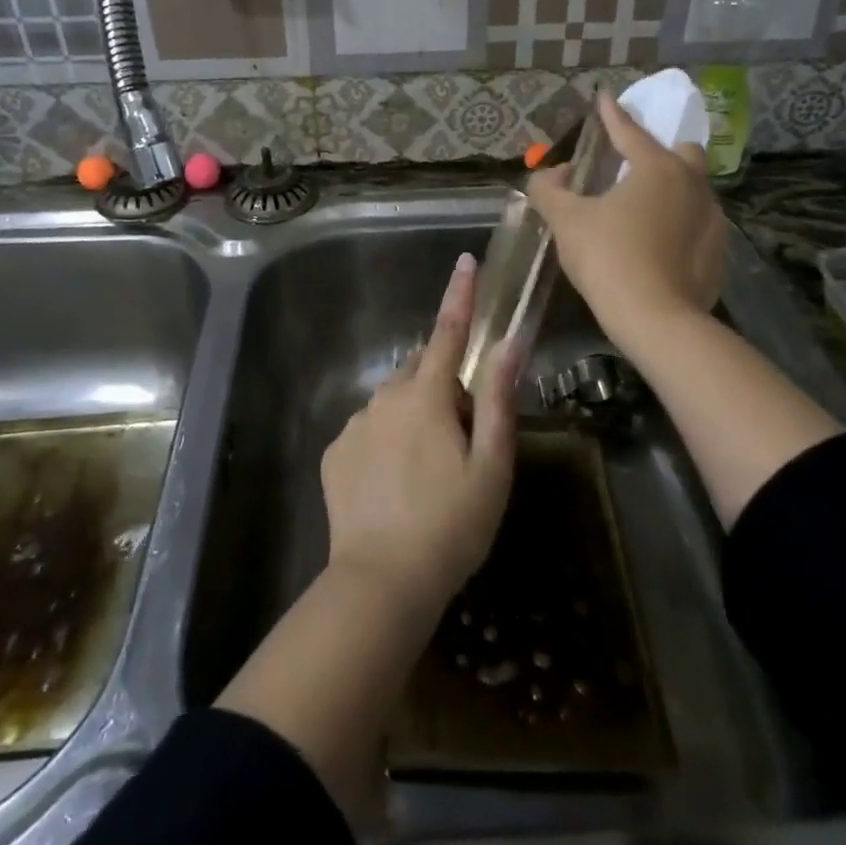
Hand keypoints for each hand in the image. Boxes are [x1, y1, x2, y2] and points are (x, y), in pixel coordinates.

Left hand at [320, 252, 517, 616]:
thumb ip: (499, 400)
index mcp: (428, 396)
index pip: (448, 333)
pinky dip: (386, 438)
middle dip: (443, 379)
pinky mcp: (336, 453)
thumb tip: (509, 344)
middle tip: (464, 430)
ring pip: (393, 400)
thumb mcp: (491, 466)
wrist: (381, 582)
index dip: (459, 296)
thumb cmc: (452, 525)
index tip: (465, 262)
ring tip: (430, 468)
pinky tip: (395, 484)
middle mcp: (385, 398)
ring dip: (414, 412)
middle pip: (420, 368)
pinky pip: (369, 429)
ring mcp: (355, 424)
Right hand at [527, 91, 726, 343]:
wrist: (656, 319)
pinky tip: (659, 245)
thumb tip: (553, 174)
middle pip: (681, 153)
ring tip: (643, 210)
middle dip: (659, 151)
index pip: (630, 131)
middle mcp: (692, 184)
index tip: (605, 97)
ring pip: (694, 189)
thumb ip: (548, 189)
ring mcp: (713, 219)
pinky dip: (680, 224)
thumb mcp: (565, 220)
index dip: (612, 114)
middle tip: (632, 167)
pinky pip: (698, 224)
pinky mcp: (720, 251)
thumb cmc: (608, 258)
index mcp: (657, 168)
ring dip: (671, 190)